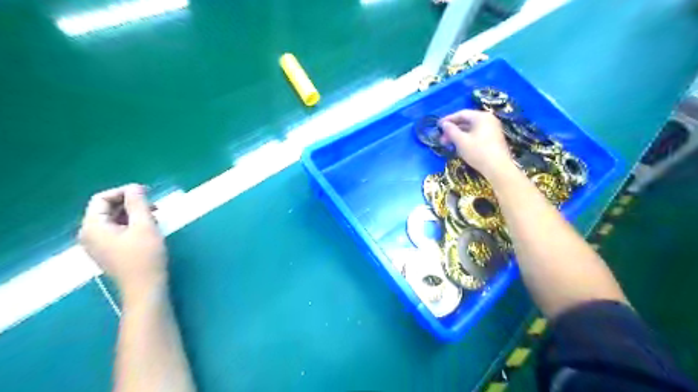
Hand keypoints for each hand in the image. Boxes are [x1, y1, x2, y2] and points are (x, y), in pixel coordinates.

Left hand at [80, 185, 166, 295]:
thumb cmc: (145, 256)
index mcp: (93, 227)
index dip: (124, 192)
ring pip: (113, 220)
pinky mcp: (108, 252)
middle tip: (155, 206)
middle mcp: (89, 234)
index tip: (147, 193)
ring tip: (155, 217)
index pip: (101, 199)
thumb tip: (135, 187)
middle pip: (106, 209)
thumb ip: (138, 204)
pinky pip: (117, 231)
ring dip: (133, 214)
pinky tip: (149, 229)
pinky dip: (131, 225)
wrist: (145, 287)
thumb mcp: (144, 226)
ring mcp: (98, 245)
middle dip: (130, 203)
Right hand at [438, 111, 514, 176]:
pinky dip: (467, 138)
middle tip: (442, 138)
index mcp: (481, 117)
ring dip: (459, 135)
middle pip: (467, 121)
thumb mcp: (461, 141)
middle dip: (453, 129)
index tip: (438, 126)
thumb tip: (444, 124)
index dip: (448, 119)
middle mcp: (488, 119)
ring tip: (449, 143)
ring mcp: (493, 129)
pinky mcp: (494, 138)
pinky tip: (460, 146)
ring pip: (471, 128)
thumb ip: (451, 131)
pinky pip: (477, 134)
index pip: (461, 114)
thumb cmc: (478, 152)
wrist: (498, 168)